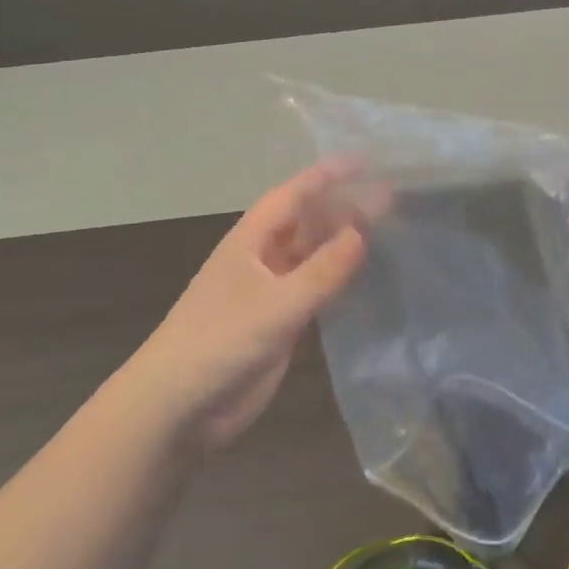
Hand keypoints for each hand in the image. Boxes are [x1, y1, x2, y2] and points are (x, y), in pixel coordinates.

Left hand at [131, 163, 369, 447]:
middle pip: (306, 223)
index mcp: (251, 242)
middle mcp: (261, 259)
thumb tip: (362, 232)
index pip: (293, 196)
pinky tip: (364, 278)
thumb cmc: (221, 341)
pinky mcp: (278, 323)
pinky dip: (338, 280)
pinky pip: (314, 290)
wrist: (179, 406)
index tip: (365, 162)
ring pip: (312, 256)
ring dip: (342, 243)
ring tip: (386, 231)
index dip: (326, 176)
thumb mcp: (278, 303)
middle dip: (341, 208)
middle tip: (389, 199)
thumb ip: (324, 269)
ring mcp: (270, 292)